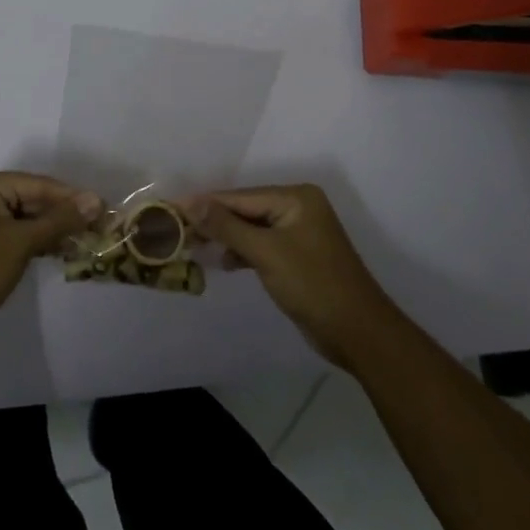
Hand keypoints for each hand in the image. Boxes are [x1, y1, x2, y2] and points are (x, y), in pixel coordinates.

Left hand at [0, 170, 99, 339]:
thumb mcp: (20, 243)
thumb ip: (59, 220)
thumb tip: (96, 200)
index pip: (40, 185)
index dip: (74, 198)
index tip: (106, 210)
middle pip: (35, 198)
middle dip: (65, 215)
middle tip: (101, 228)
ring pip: (28, 216)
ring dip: (54, 229)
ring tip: (88, 240)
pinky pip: (17, 230)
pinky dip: (37, 240)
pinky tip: (62, 250)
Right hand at [185, 184, 400, 366]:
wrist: (358, 332)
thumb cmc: (313, 284)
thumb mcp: (266, 252)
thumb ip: (227, 226)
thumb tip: (191, 202)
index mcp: (296, 197)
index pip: (240, 196)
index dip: (206, 203)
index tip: (172, 208)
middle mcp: (298, 207)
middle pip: (245, 209)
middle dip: (214, 221)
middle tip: (178, 230)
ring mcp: (300, 232)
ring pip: (252, 228)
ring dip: (226, 238)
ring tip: (194, 246)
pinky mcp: (298, 256)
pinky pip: (262, 245)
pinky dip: (243, 252)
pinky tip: (225, 262)